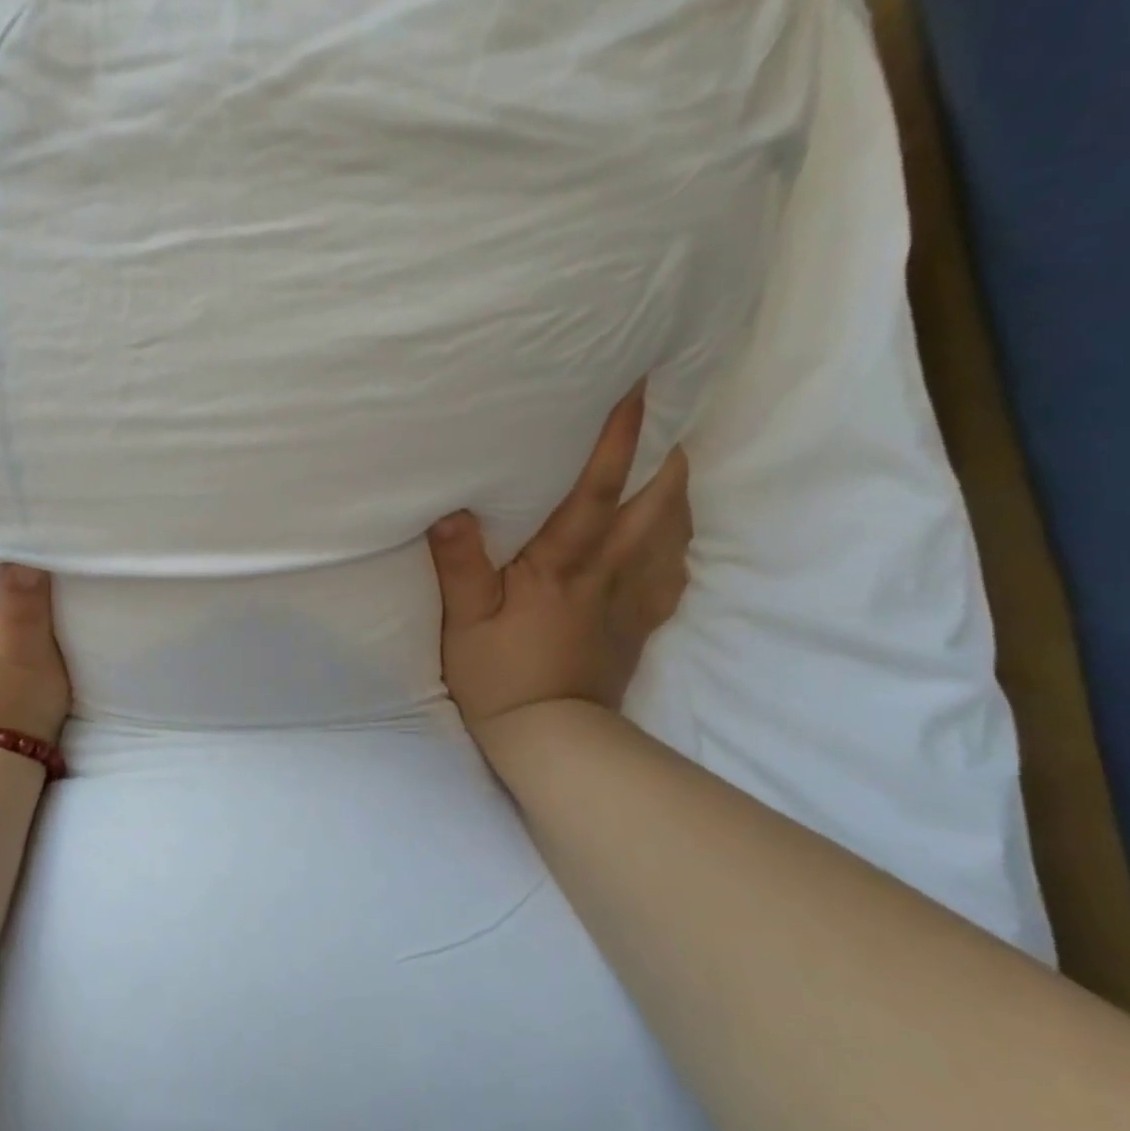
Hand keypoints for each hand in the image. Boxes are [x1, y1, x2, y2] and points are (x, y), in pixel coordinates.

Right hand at [428, 387, 691, 731]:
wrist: (553, 738)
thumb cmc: (500, 675)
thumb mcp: (465, 622)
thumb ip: (460, 566)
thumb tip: (451, 510)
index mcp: (563, 566)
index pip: (596, 492)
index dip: (617, 440)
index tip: (637, 392)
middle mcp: (608, 574)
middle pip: (657, 506)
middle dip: (667, 458)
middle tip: (668, 420)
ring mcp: (632, 600)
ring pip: (674, 536)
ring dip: (678, 495)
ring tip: (671, 465)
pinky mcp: (642, 625)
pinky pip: (673, 575)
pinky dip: (678, 544)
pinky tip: (669, 536)